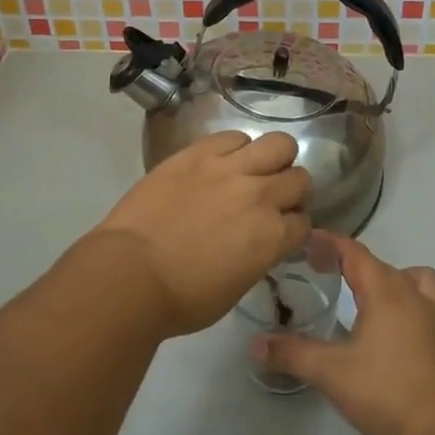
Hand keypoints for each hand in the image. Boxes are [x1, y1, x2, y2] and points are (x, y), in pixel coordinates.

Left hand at [92, 131, 311, 336]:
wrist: (130, 273)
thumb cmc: (182, 298)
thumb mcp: (236, 286)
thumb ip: (258, 256)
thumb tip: (258, 242)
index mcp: (273, 237)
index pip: (304, 223)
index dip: (293, 228)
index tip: (280, 232)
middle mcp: (260, 196)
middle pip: (299, 178)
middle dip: (290, 191)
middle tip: (270, 200)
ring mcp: (230, 169)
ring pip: (278, 144)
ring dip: (274, 159)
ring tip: (255, 170)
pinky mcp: (199, 152)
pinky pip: (233, 136)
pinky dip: (236, 148)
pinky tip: (223, 161)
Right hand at [252, 234, 434, 434]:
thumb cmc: (386, 392)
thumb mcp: (330, 372)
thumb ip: (292, 354)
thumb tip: (256, 345)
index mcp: (386, 292)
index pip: (354, 252)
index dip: (329, 242)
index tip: (305, 242)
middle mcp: (414, 295)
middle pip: (381, 265)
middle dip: (352, 262)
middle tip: (324, 273)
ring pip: (415, 280)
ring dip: (391, 280)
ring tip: (368, 299)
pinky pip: (428, 307)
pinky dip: (409, 306)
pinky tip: (392, 333)